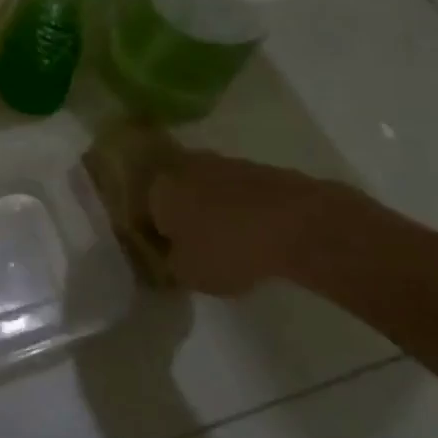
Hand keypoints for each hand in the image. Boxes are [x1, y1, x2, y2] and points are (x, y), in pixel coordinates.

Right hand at [148, 149, 351, 296]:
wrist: (298, 223)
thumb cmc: (228, 249)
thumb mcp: (188, 274)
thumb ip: (169, 265)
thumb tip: (169, 257)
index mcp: (156, 188)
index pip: (139, 212)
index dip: (149, 237)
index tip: (162, 258)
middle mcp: (181, 167)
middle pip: (170, 195)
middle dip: (177, 219)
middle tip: (190, 248)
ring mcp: (219, 163)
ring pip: (202, 190)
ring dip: (207, 211)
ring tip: (223, 243)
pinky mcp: (253, 168)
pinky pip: (233, 192)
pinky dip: (235, 210)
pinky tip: (250, 234)